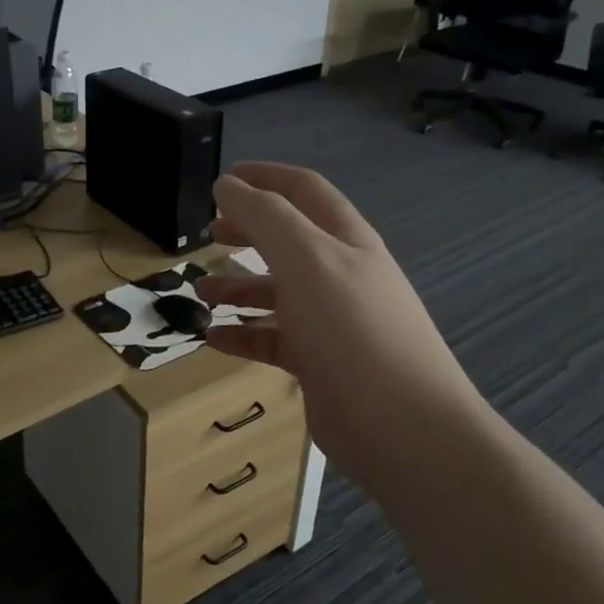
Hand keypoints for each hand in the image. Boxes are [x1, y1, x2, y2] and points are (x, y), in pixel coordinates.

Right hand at [194, 162, 492, 487]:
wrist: (401, 426)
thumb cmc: (351, 329)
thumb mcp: (306, 259)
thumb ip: (265, 217)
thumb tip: (228, 184)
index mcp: (344, 240)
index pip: (303, 191)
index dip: (265, 177)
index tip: (223, 179)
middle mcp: (339, 275)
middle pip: (287, 240)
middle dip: (248, 231)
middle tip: (209, 233)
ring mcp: (330, 321)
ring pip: (277, 292)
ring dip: (239, 286)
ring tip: (201, 291)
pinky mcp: (319, 363)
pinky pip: (273, 339)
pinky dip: (243, 333)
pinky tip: (214, 338)